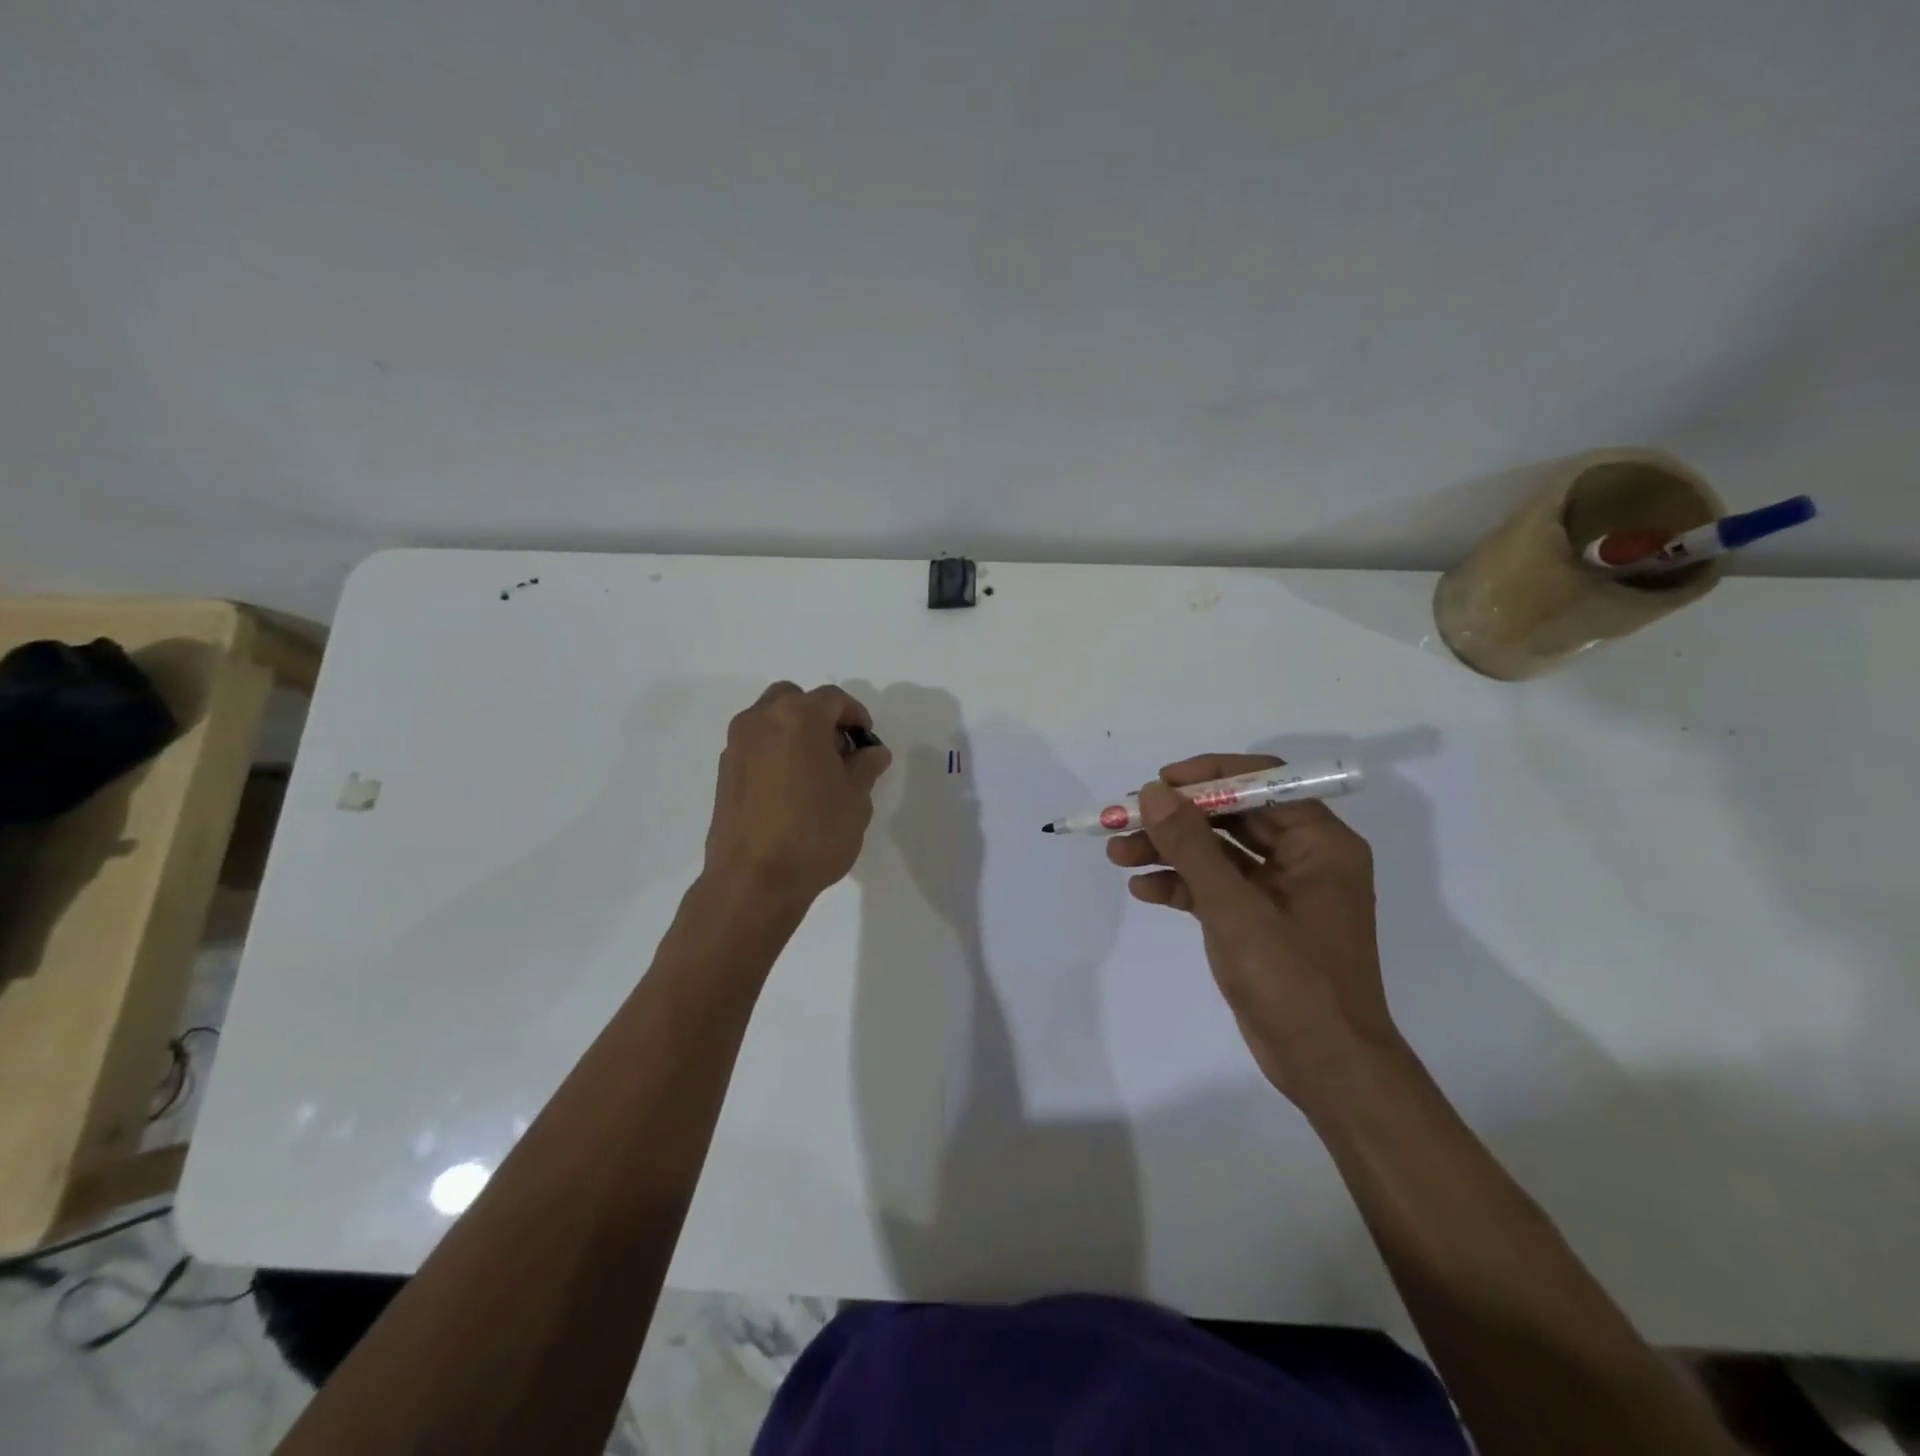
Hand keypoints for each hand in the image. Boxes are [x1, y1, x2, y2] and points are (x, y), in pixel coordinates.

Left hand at [704, 682, 891, 903]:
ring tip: (815, 772)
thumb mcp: (856, 799)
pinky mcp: (724, 772)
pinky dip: (775, 752)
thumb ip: (865, 766)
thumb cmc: (814, 833)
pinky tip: (791, 789)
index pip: (833, 699)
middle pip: (794, 699)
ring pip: (770, 720)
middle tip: (839, 751)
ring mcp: (737, 746)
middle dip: (819, 717)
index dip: (856, 715)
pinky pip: (755, 746)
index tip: (866, 742)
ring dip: (794, 733)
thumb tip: (872, 752)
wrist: (754, 881)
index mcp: (798, 717)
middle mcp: (761, 721)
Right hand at [1106, 753, 1402, 1108]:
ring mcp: (1279, 891)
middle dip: (1177, 819)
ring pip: (1218, 853)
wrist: (1324, 1066)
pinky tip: (1142, 890)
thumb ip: (1191, 845)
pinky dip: (1180, 885)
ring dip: (1169, 851)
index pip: (1263, 782)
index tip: (1160, 783)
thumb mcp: (1234, 907)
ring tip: (1118, 854)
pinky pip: (1214, 888)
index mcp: (1320, 843)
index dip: (1209, 776)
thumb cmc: (1293, 979)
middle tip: (1126, 818)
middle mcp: (1303, 858)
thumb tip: (1153, 792)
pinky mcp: (1257, 921)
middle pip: (1233, 817)